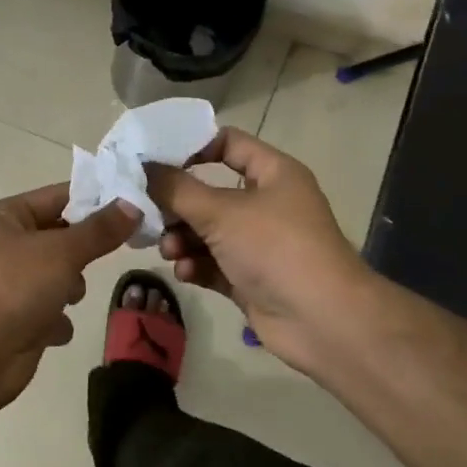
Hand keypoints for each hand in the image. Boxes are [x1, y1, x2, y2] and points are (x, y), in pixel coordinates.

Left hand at [0, 184, 139, 410]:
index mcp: (4, 217)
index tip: (133, 203)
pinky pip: (50, 311)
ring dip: (69, 287)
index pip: (56, 196)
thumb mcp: (61, 251)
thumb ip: (99, 230)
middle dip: (81, 250)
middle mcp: (3, 246)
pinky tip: (53, 327)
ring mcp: (9, 284)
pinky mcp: (17, 320)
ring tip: (68, 296)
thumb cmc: (13, 287)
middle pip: (59, 237)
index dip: (93, 198)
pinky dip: (56, 319)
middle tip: (113, 251)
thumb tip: (133, 203)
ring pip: (57, 275)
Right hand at [143, 127, 372, 366]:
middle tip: (147, 211)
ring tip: (169, 250)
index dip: (192, 146)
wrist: (324, 323)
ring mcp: (258, 243)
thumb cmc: (276, 249)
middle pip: (208, 192)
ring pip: (206, 230)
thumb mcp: (220, 212)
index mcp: (273, 174)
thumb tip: (141, 167)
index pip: (228, 143)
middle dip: (176, 204)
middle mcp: (266, 204)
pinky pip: (211, 262)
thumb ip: (175, 188)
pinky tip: (184, 273)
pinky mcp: (249, 277)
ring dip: (181, 238)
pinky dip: (195, 264)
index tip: (154, 158)